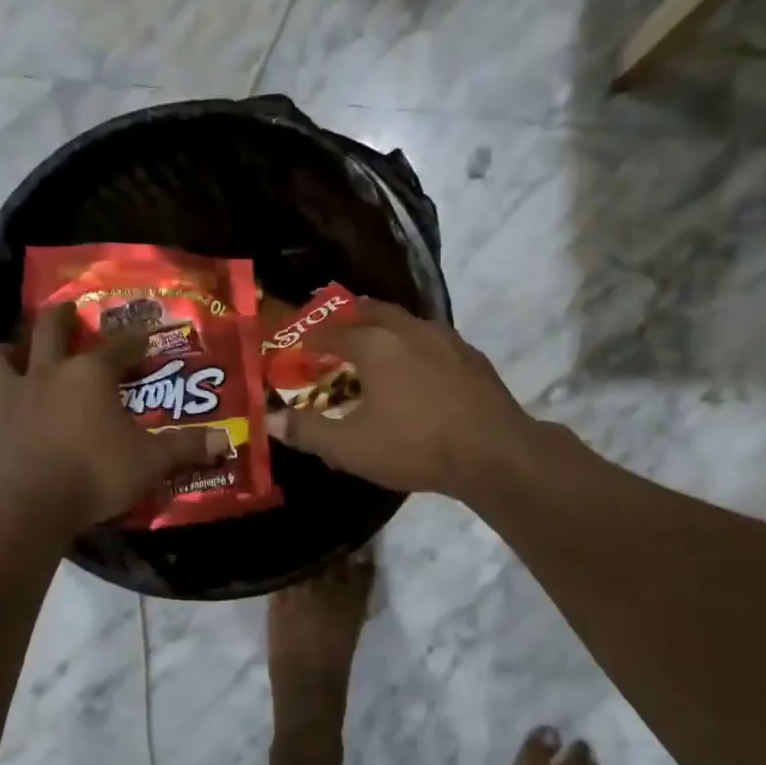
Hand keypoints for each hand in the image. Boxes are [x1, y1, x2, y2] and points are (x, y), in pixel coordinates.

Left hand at [0, 303, 229, 531]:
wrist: (29, 506)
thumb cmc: (96, 473)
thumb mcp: (150, 462)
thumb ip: (185, 448)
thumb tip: (225, 441)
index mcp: (90, 374)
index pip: (118, 347)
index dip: (134, 341)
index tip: (145, 339)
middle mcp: (48, 373)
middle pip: (49, 329)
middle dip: (62, 317)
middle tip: (69, 313)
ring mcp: (12, 396)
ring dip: (8, 350)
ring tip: (18, 354)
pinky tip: (4, 408)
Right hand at [267, 299, 535, 499]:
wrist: (494, 453)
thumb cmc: (415, 445)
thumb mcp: (350, 447)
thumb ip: (308, 432)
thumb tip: (271, 421)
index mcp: (374, 344)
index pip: (331, 331)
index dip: (310, 340)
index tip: (299, 349)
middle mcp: (408, 330)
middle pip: (371, 311)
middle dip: (348, 320)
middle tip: (335, 336)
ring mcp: (445, 339)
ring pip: (405, 322)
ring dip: (384, 330)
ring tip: (374, 351)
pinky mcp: (471, 356)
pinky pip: (432, 340)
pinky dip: (413, 347)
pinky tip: (417, 371)